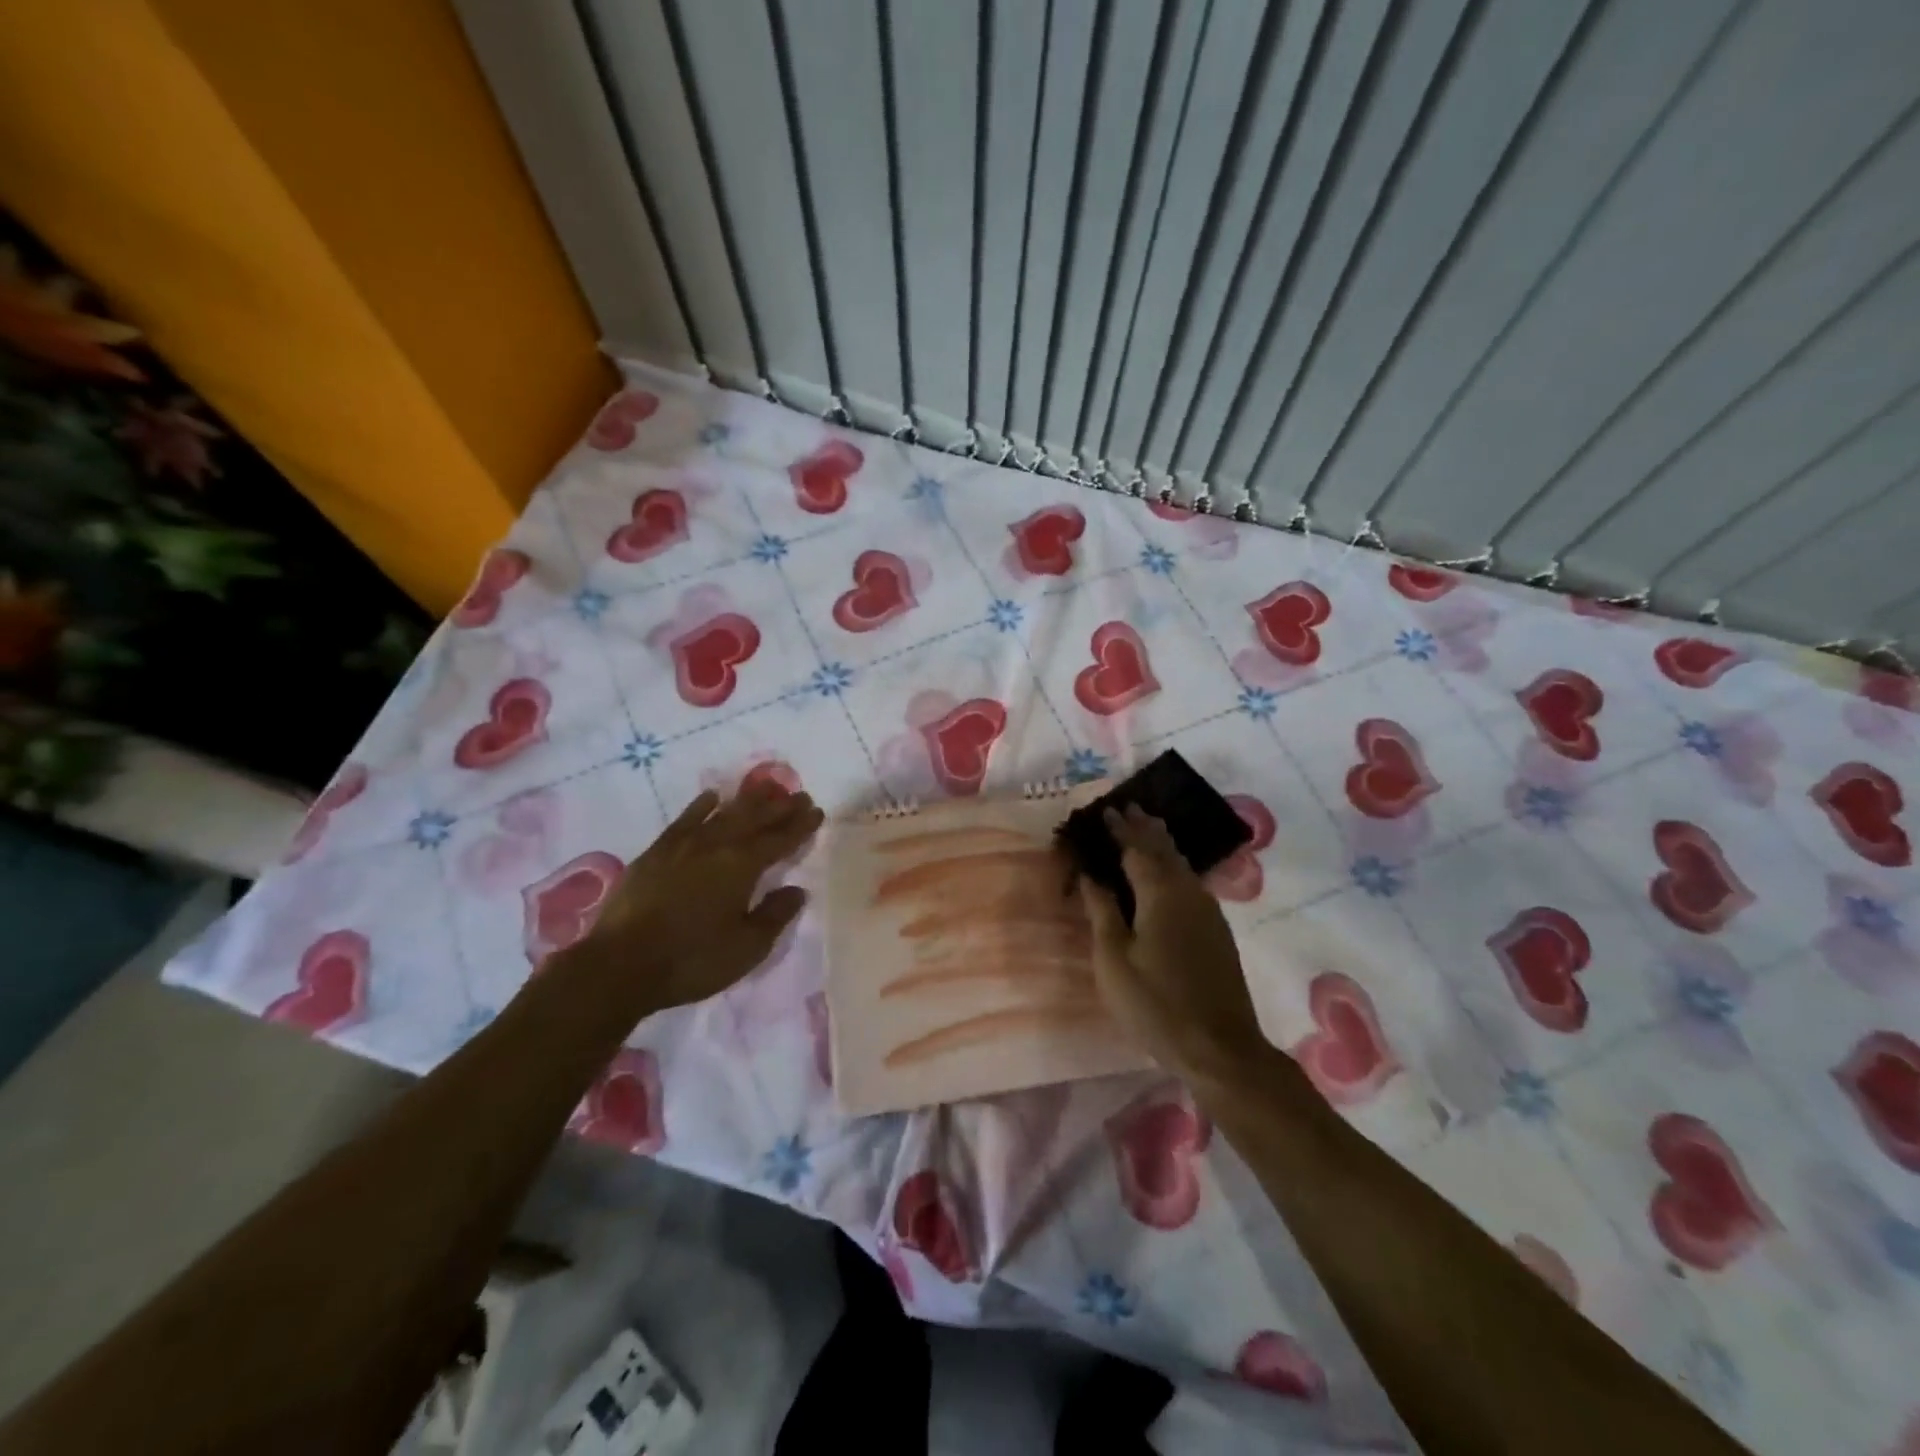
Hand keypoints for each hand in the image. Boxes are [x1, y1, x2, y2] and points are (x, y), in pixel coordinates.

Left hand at [569, 781, 823, 1012]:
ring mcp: (683, 845)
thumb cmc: (692, 960)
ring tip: (765, 787)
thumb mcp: (746, 948)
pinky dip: (702, 805)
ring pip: (723, 813)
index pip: (779, 839)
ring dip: (747, 800)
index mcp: (743, 866)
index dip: (800, 826)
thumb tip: (797, 890)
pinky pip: (686, 819)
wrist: (619, 965)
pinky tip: (712, 797)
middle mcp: (716, 845)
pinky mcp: (656, 852)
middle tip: (798, 794)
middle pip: (754, 818)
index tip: (816, 811)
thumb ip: (775, 915)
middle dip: (779, 806)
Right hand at [1078, 805, 1271, 1079]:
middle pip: (1165, 849)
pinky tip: (1169, 872)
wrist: (1220, 1048)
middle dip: (1144, 827)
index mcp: (1160, 894)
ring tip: (1147, 828)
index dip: (1120, 828)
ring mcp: (1208, 911)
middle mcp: (1188, 892)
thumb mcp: (1114, 959)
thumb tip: (1090, 874)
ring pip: (1181, 864)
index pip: (1136, 849)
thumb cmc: (1155, 1003)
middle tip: (1128, 808)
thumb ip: (1101, 911)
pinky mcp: (1217, 930)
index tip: (1105, 809)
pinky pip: (1190, 881)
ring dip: (1161, 844)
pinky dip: (1173, 865)